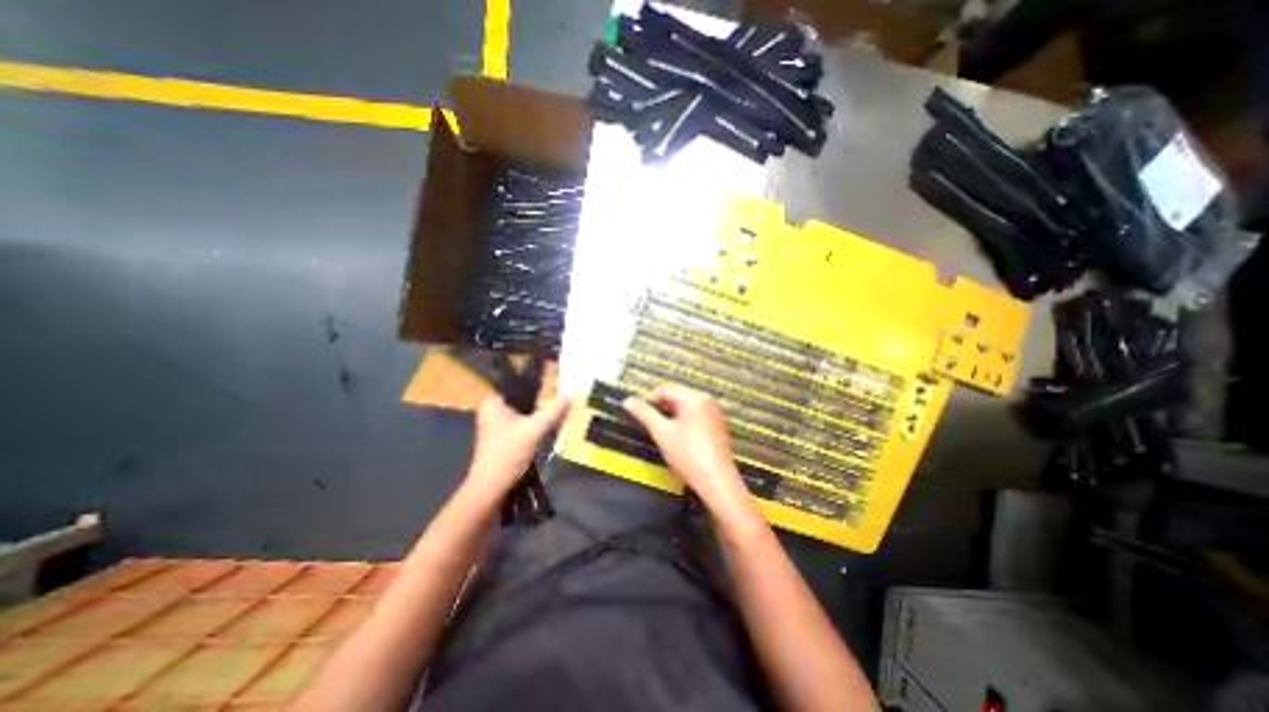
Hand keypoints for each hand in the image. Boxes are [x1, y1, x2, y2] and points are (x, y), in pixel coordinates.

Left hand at [464, 395, 570, 499]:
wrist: (490, 489)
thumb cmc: (508, 454)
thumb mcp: (534, 430)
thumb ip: (553, 411)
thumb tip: (572, 393)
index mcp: (493, 402)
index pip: (521, 387)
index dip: (541, 388)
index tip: (560, 391)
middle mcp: (491, 411)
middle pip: (524, 402)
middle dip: (542, 405)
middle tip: (563, 406)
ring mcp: (494, 426)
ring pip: (523, 415)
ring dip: (539, 418)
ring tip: (559, 417)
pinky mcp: (499, 440)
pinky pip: (521, 426)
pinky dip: (533, 428)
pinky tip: (546, 432)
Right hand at [623, 383, 756, 523]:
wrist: (717, 482)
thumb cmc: (688, 455)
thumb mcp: (661, 433)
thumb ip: (644, 414)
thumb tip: (627, 400)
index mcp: (694, 398)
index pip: (664, 390)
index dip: (647, 399)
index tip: (634, 412)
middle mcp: (706, 401)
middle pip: (676, 398)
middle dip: (659, 408)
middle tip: (645, 424)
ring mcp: (714, 414)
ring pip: (685, 409)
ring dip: (669, 417)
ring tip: (658, 432)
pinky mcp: (717, 428)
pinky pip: (695, 418)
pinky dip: (682, 424)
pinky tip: (675, 439)